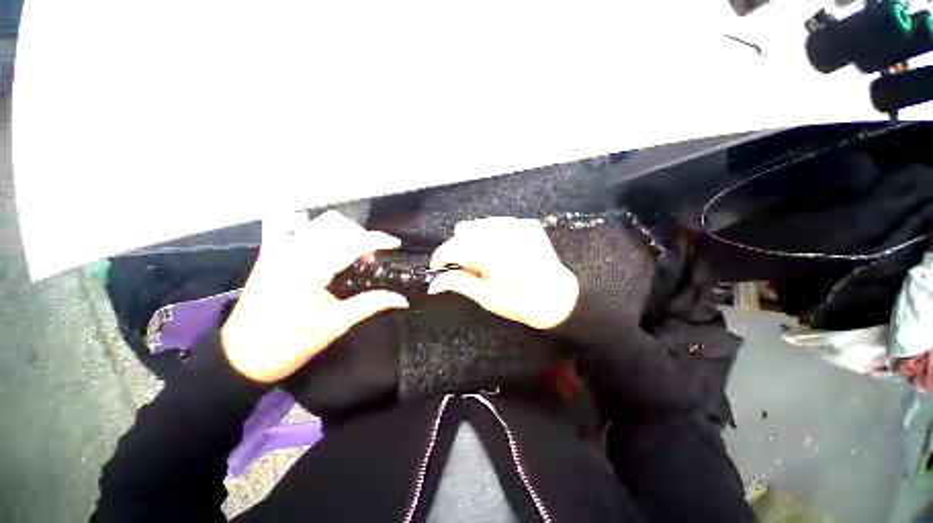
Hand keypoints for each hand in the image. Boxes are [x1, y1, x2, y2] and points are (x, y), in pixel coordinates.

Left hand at [221, 211, 409, 382]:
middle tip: (367, 258)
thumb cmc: (290, 343)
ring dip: (337, 231)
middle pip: (332, 222)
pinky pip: (289, 228)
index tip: (395, 244)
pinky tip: (320, 248)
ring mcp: (276, 251)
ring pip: (313, 222)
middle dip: (357, 233)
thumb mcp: (335, 324)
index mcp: (310, 270)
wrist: (241, 356)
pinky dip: (310, 231)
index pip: (352, 243)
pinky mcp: (268, 255)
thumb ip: (371, 305)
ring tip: (347, 253)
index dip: (378, 240)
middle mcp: (292, 252)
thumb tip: (401, 300)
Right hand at [427, 217, 578, 329]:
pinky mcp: (526, 224)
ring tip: (487, 259)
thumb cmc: (523, 303)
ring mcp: (516, 226)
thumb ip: (459, 283)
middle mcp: (501, 234)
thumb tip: (435, 283)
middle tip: (469, 267)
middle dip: (459, 247)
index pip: (451, 247)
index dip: (440, 257)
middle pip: (462, 230)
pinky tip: (502, 251)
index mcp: (489, 254)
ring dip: (475, 240)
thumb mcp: (487, 297)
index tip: (439, 267)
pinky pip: (498, 223)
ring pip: (479, 224)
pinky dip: (493, 235)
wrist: (558, 298)